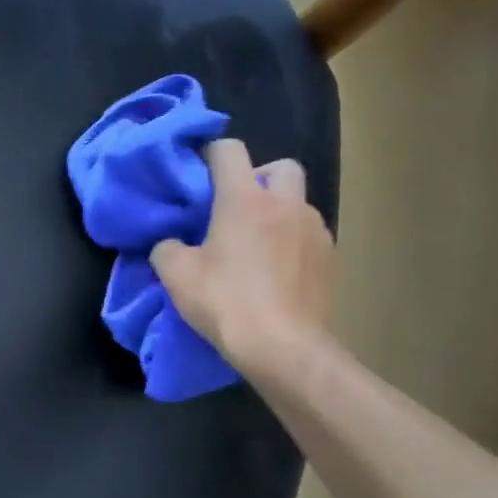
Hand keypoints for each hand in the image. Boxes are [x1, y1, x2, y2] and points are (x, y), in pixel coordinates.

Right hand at [149, 138, 333, 375]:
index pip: (230, 151)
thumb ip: (166, 248)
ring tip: (255, 246)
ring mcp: (315, 230)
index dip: (211, 154)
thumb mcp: (176, 275)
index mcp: (244, 200)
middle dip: (258, 177)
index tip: (197, 175)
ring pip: (297, 203)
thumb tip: (170, 244)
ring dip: (277, 212)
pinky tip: (275, 271)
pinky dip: (291, 242)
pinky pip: (308, 235)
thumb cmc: (225, 301)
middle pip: (280, 166)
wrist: (282, 346)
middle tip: (235, 208)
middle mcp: (286, 204)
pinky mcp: (330, 258)